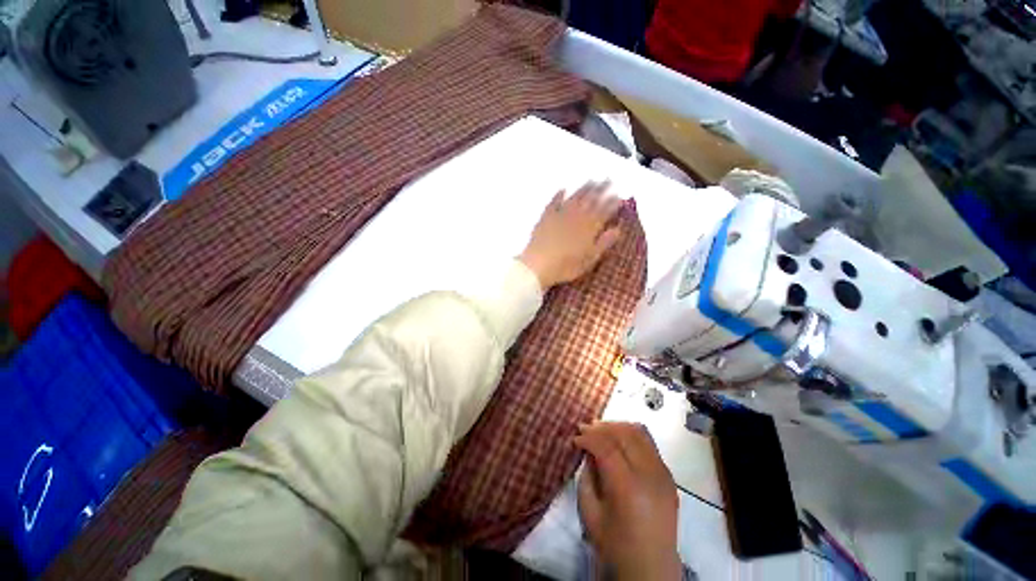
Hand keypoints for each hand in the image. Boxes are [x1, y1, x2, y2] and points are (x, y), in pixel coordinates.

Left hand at [518, 181, 622, 289]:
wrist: (538, 265)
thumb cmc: (566, 266)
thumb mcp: (589, 259)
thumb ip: (604, 243)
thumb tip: (617, 229)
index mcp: (589, 228)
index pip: (604, 212)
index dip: (612, 203)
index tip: (619, 196)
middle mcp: (576, 217)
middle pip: (590, 201)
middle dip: (601, 190)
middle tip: (608, 180)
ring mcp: (560, 216)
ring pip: (574, 198)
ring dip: (584, 189)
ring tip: (591, 180)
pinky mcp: (546, 217)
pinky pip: (553, 203)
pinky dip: (559, 195)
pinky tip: (563, 190)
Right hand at [575, 422, 681, 580]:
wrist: (651, 570)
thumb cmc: (615, 545)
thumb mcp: (590, 513)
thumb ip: (587, 476)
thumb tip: (588, 451)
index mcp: (628, 488)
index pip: (606, 446)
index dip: (588, 437)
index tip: (575, 438)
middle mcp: (649, 475)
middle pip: (624, 434)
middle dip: (602, 427)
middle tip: (585, 429)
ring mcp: (663, 474)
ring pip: (640, 433)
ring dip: (617, 427)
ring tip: (601, 430)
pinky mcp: (669, 476)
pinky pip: (650, 444)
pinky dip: (632, 435)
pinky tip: (619, 440)